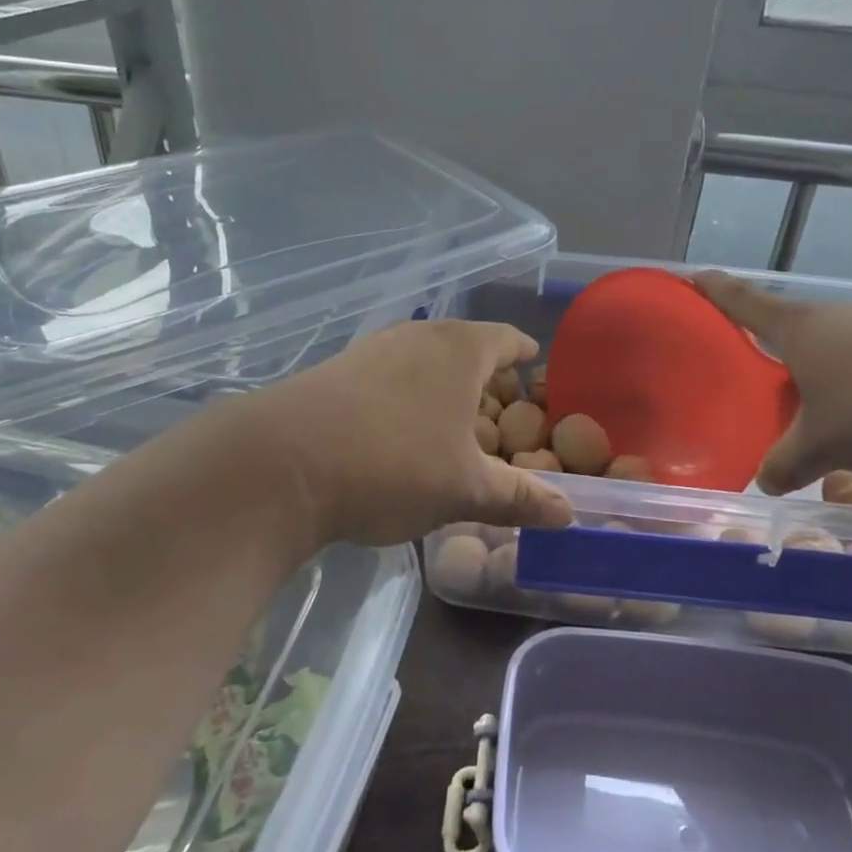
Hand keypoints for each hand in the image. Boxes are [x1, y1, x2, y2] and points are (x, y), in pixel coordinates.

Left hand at [249, 320, 574, 546]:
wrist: (281, 464)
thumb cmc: (394, 465)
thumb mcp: (465, 490)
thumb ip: (520, 498)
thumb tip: (569, 514)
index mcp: (460, 349)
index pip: (506, 340)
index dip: (524, 355)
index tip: (534, 366)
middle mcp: (417, 336)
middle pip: (463, 346)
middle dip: (483, 375)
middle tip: (499, 407)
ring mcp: (371, 349)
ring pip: (422, 360)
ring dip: (440, 385)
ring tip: (451, 421)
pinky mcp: (334, 371)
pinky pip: (387, 376)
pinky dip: (405, 396)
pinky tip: (397, 431)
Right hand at [695, 271, 851, 493]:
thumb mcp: (822, 446)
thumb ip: (785, 463)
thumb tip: (766, 481)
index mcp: (801, 330)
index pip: (745, 303)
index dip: (716, 291)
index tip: (694, 276)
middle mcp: (837, 317)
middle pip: (790, 326)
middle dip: (770, 346)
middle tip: (753, 373)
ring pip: (832, 345)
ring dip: (817, 369)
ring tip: (811, 405)